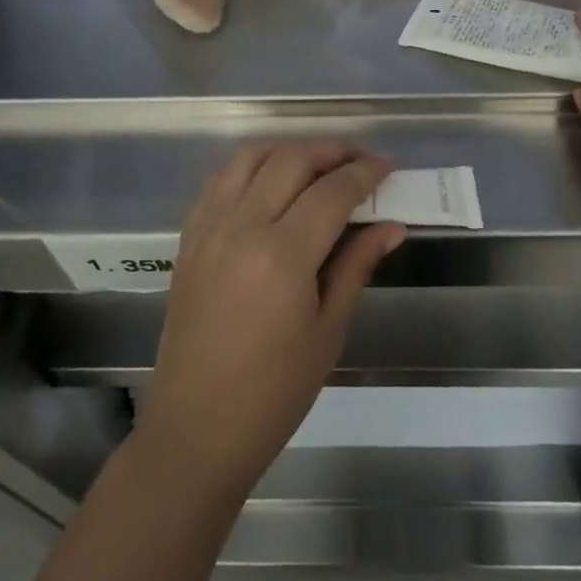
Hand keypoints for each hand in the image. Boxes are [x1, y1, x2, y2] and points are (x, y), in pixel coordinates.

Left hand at [137, 142, 404, 498]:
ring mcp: (208, 229)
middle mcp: (241, 227)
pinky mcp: (189, 238)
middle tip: (359, 161)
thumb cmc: (274, 393)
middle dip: (331, 151)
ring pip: (250, 157)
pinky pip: (221, 180)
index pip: (332, 191)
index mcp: (282, 256)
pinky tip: (271, 184)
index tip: (387, 166)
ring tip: (317, 165)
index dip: (364, 172)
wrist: (196, 429)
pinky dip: (251, 168)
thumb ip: (356, 265)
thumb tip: (391, 224)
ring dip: (289, 150)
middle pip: (291, 160)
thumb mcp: (328, 330)